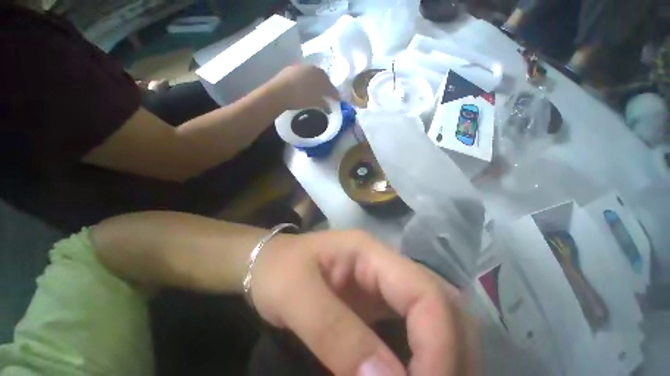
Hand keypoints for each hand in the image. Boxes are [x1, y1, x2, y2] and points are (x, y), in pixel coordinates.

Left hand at [251, 230, 479, 375]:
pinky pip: (418, 325)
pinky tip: (421, 374)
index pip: (424, 291)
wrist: (268, 263)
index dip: (438, 345)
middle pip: (442, 301)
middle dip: (451, 352)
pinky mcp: (380, 300)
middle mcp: (386, 263)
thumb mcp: (296, 296)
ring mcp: (385, 280)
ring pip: (438, 313)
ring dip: (447, 354)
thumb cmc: (277, 269)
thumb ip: (336, 335)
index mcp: (370, 251)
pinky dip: (429, 354)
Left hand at [269, 65, 339, 109]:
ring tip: (316, 91)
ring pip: (313, 75)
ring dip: (316, 83)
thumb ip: (324, 104)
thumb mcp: (314, 102)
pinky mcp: (292, 68)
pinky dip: (307, 81)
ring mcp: (302, 67)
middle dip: (327, 87)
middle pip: (323, 78)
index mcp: (321, 76)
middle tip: (328, 95)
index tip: (337, 100)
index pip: (331, 86)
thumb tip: (329, 106)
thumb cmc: (299, 98)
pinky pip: (304, 75)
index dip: (335, 94)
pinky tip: (304, 87)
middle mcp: (313, 68)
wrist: (278, 92)